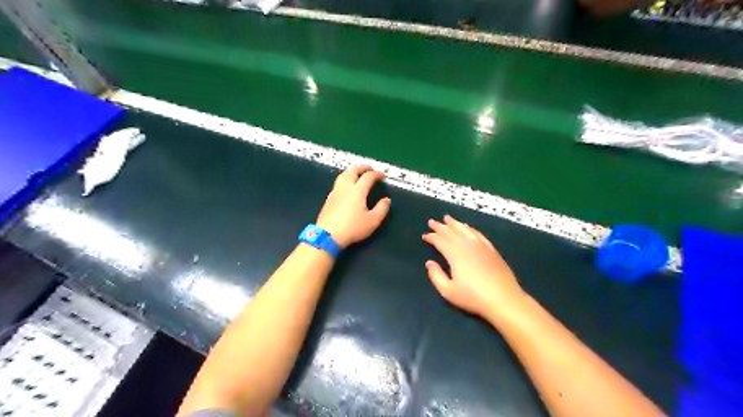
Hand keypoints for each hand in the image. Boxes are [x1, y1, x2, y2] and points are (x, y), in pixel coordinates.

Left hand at [316, 166, 390, 249]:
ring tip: (357, 173)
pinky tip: (347, 186)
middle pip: (353, 170)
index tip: (382, 175)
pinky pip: (338, 183)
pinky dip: (345, 179)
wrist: (328, 235)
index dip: (376, 174)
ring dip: (352, 171)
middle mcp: (345, 187)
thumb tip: (386, 200)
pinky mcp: (329, 199)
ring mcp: (335, 192)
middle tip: (369, 168)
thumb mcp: (373, 221)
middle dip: (362, 167)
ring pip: (343, 175)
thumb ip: (382, 209)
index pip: (368, 176)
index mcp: (358, 190)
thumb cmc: (353, 228)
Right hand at [424, 217, 527, 320]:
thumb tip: (429, 262)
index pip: (440, 240)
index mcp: (454, 254)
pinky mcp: (491, 249)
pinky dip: (470, 228)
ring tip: (447, 218)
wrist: (503, 299)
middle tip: (431, 221)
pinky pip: (477, 234)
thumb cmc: (473, 297)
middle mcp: (466, 245)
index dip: (431, 237)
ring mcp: (480, 245)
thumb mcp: (448, 291)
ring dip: (454, 223)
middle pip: (451, 232)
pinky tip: (467, 227)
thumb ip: (436, 275)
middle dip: (440, 226)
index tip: (424, 235)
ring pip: (464, 229)